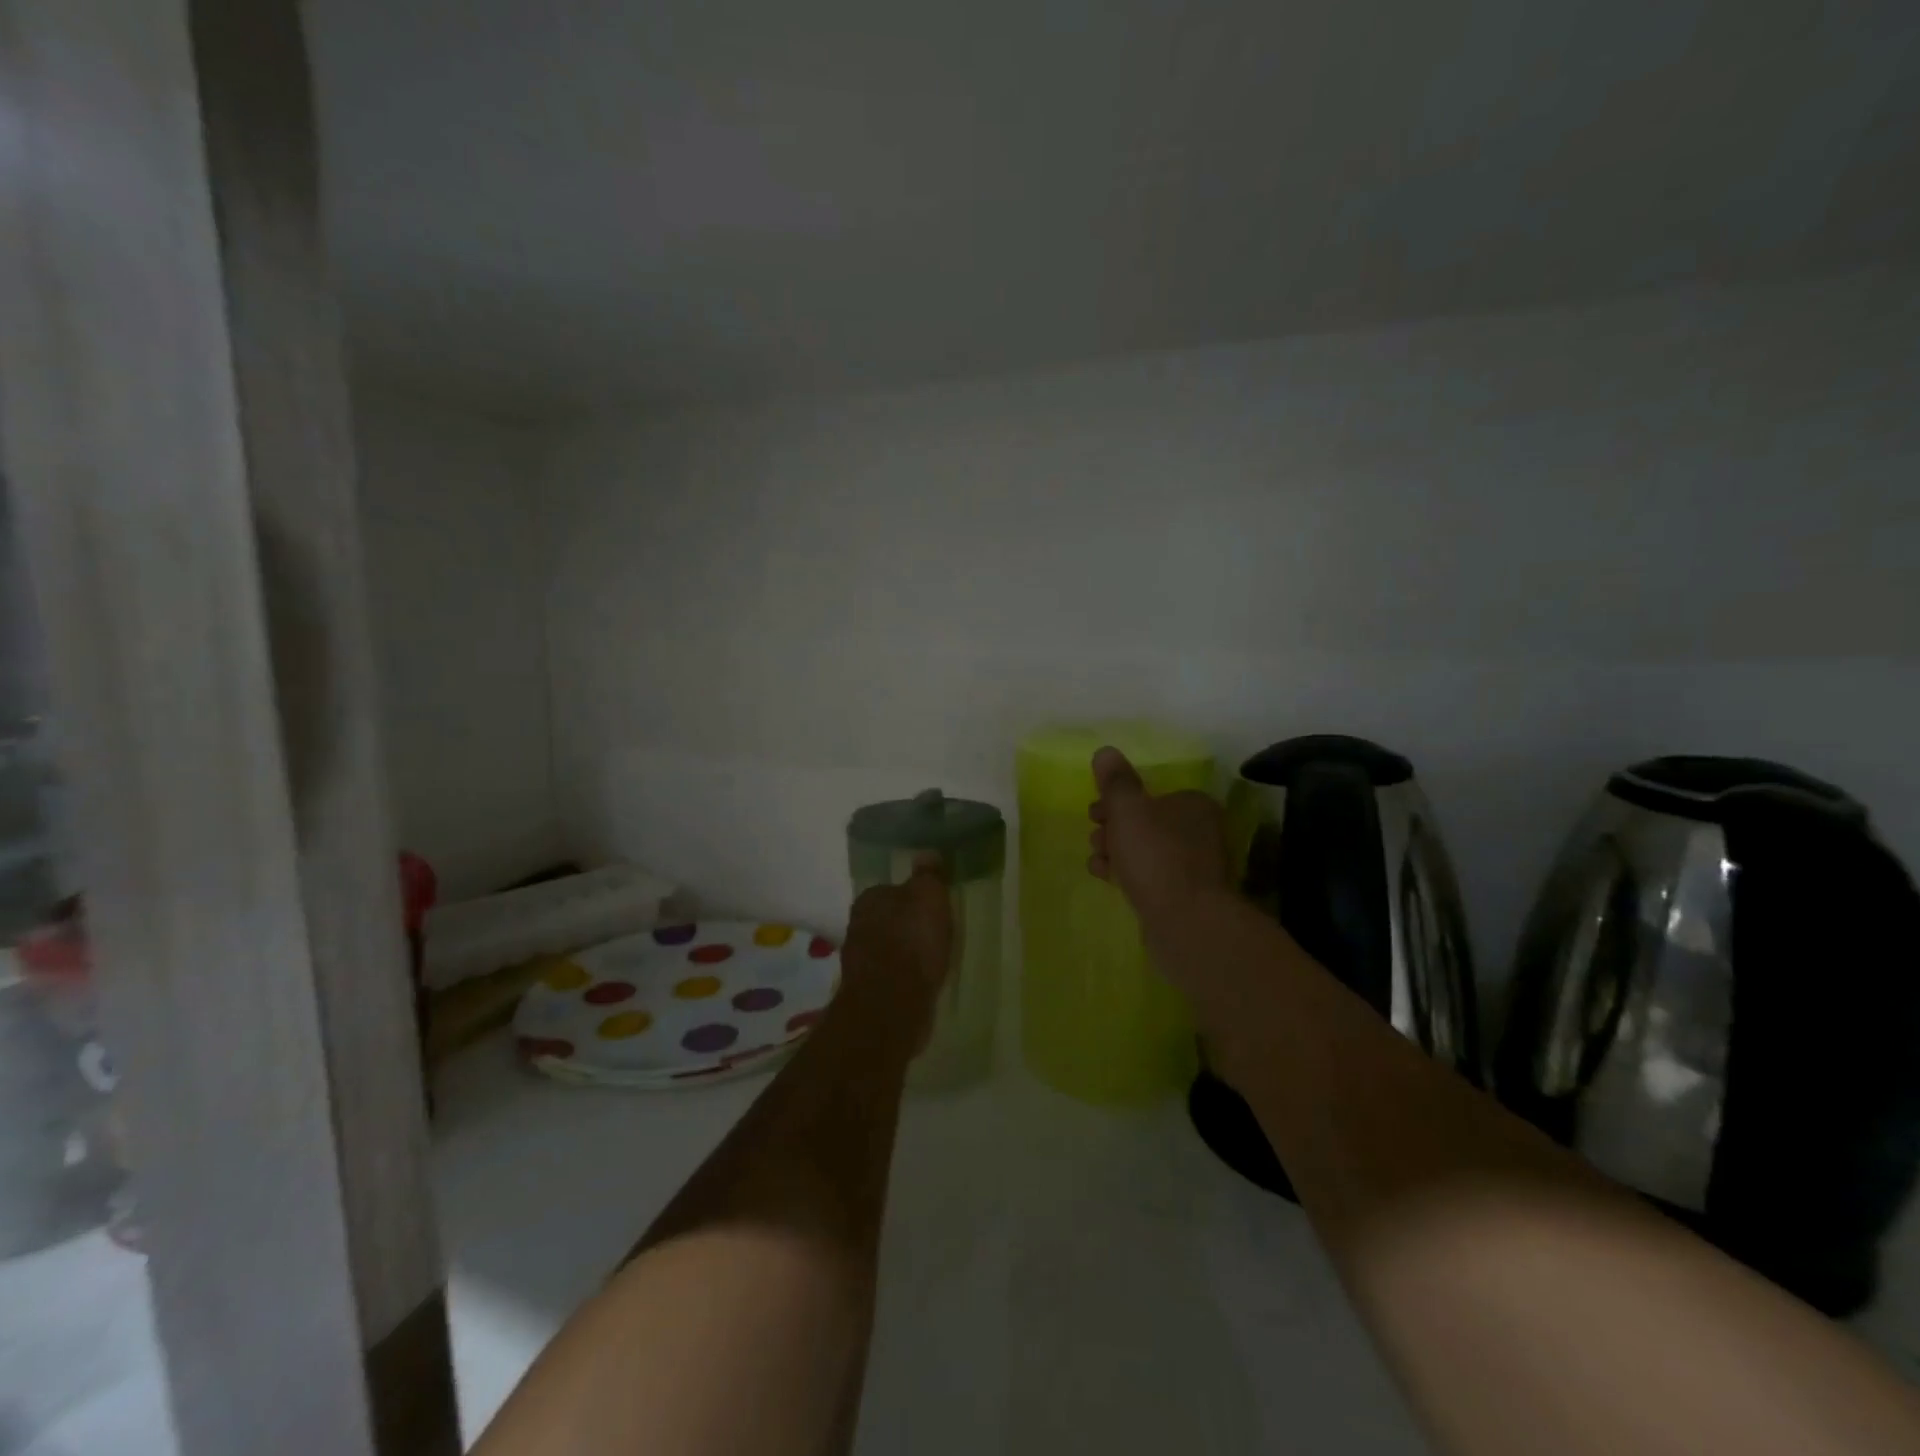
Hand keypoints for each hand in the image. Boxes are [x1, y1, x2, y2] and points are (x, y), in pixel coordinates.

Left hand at [838, 859, 952, 1046]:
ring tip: (932, 960)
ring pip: (889, 948)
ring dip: (906, 952)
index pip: (891, 889)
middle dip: (908, 925)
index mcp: (869, 898)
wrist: (891, 1006)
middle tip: (936, 933)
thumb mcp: (928, 897)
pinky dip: (905, 976)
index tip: (933, 908)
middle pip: (889, 918)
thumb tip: (927, 853)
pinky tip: (922, 981)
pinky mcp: (868, 990)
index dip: (913, 897)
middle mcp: (857, 925)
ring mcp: (860, 960)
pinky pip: (892, 974)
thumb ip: (928, 875)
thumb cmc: (912, 942)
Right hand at [1088, 746, 1228, 923]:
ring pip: (1146, 849)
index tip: (1095, 812)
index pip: (1152, 794)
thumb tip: (1105, 751)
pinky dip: (1127, 873)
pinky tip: (1106, 877)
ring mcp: (1194, 866)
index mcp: (1194, 805)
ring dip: (1117, 850)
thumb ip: (1116, 781)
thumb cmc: (1156, 856)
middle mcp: (1200, 831)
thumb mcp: (1129, 810)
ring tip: (1097, 859)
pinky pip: (1149, 875)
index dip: (1118, 800)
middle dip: (1114, 827)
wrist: (1186, 923)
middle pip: (1147, 821)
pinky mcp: (1184, 895)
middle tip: (1094, 836)